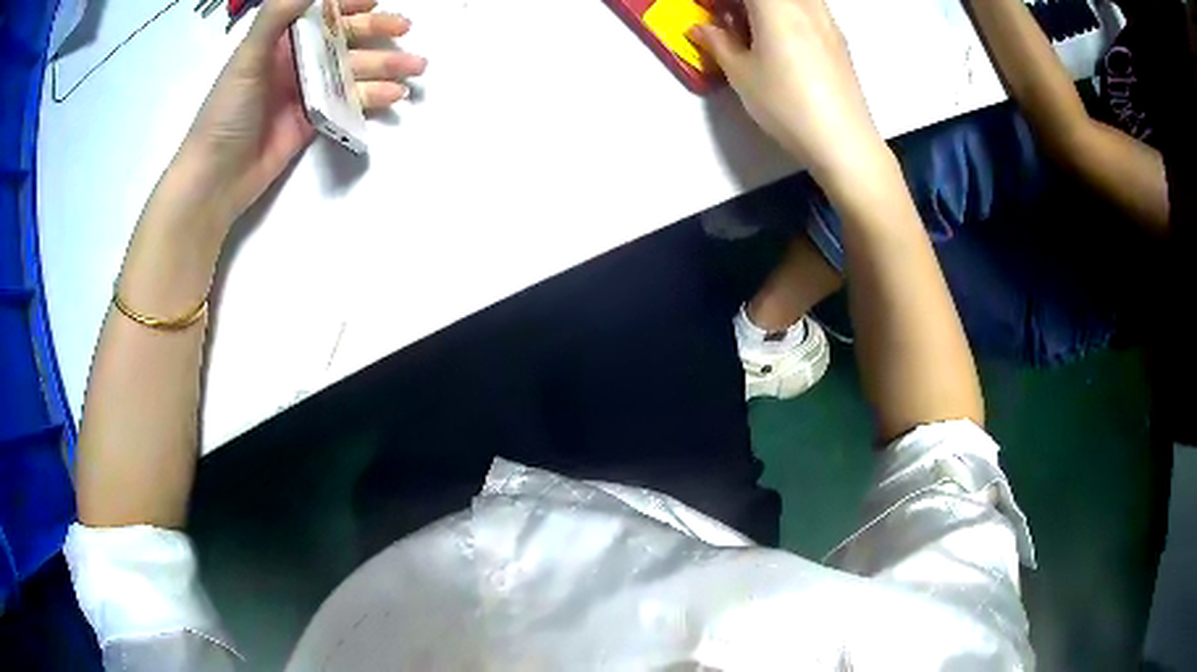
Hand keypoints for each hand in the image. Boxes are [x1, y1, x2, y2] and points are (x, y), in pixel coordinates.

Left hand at [170, 0, 426, 231]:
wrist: (217, 177)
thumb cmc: (226, 112)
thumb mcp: (248, 57)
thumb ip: (278, 16)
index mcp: (280, 41)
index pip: (320, 13)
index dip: (347, 5)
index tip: (374, 2)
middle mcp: (296, 61)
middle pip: (342, 40)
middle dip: (376, 32)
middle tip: (406, 28)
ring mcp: (305, 91)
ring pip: (351, 71)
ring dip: (384, 66)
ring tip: (416, 69)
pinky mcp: (313, 119)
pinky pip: (347, 102)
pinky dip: (371, 98)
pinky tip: (394, 96)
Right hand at [690, 0, 884, 184]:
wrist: (843, 140)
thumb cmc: (787, 104)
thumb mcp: (742, 74)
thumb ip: (718, 43)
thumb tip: (701, 29)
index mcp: (776, 5)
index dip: (722, 0)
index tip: (711, 11)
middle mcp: (805, 4)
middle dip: (744, 2)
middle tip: (728, 19)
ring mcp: (826, 19)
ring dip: (768, 7)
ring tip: (752, 28)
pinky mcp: (838, 38)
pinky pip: (809, 8)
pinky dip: (788, 13)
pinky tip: (780, 40)